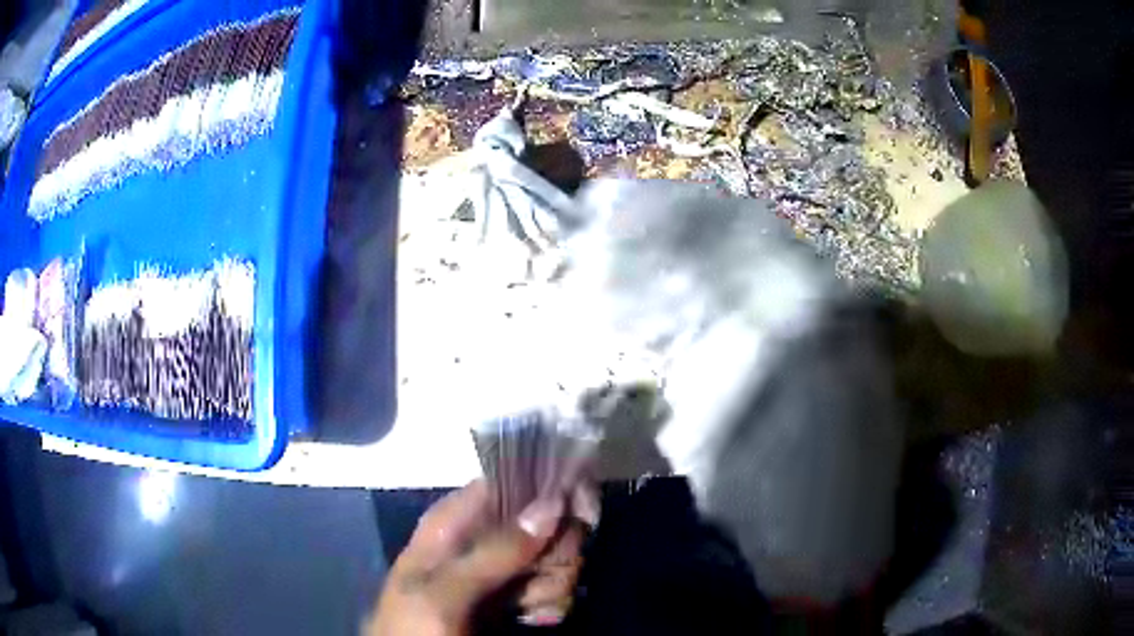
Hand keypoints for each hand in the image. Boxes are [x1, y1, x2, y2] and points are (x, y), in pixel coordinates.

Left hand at [366, 480, 591, 634]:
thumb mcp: (441, 595)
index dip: (552, 489)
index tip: (582, 512)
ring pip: (558, 558)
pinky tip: (534, 620)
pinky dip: (553, 606)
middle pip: (547, 522)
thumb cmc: (414, 630)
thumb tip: (553, 502)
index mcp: (454, 522)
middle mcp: (483, 539)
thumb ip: (494, 552)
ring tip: (526, 610)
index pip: (511, 481)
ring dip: (554, 587)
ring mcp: (502, 571)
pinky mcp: (517, 598)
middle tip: (538, 582)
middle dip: (557, 553)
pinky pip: (557, 588)